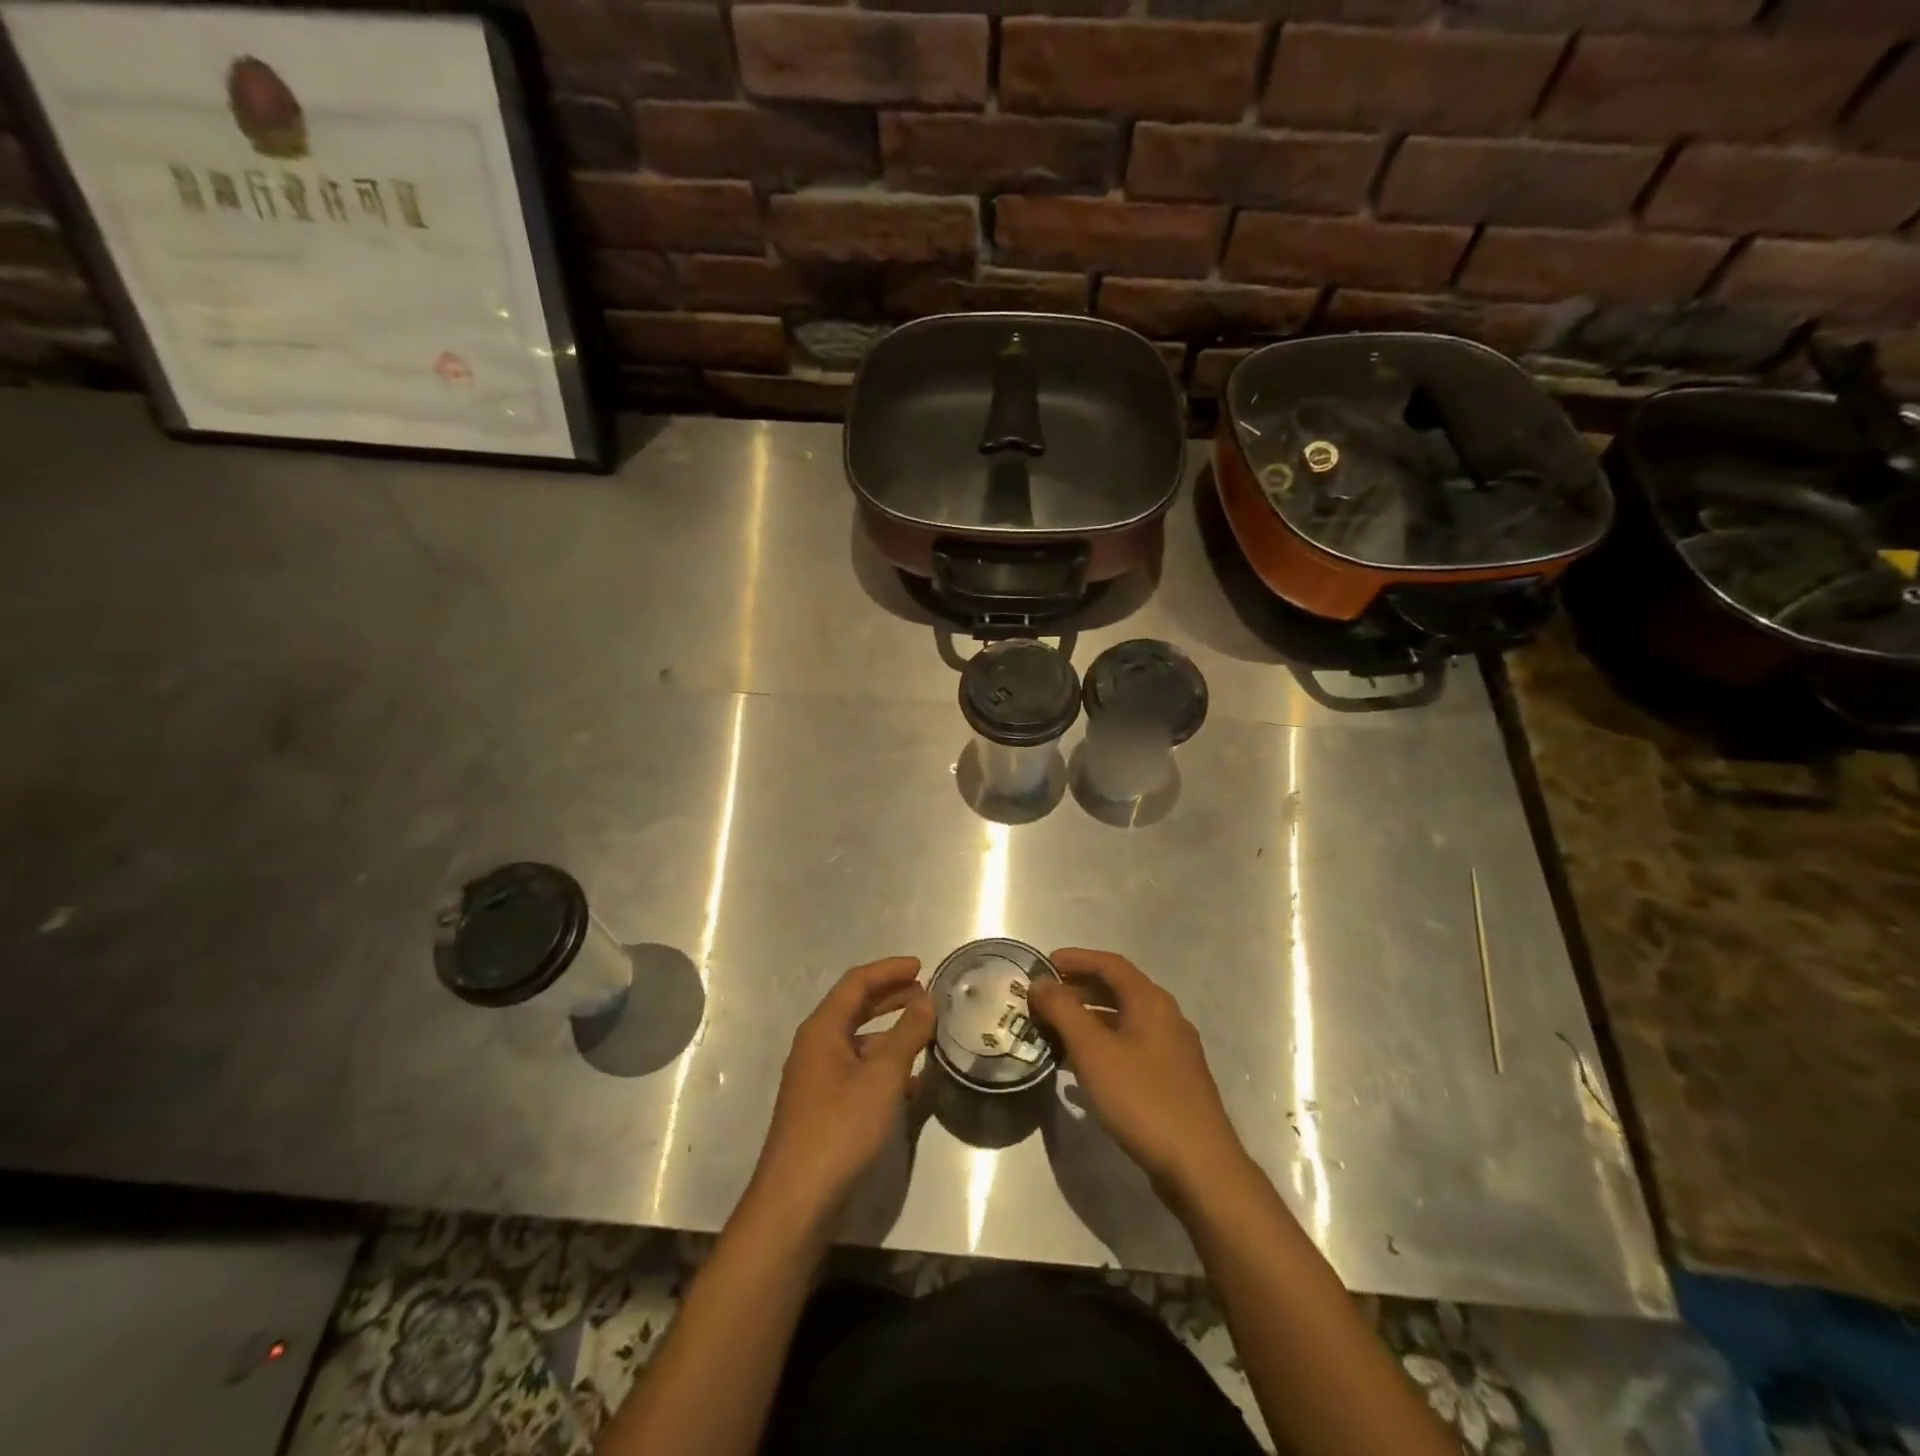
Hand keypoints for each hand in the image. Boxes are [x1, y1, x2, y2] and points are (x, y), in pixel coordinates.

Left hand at [749, 956, 934, 1230]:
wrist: (796, 1200)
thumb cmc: (840, 1127)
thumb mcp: (883, 1076)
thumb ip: (907, 1034)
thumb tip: (925, 1001)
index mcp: (823, 1028)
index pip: (857, 982)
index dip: (889, 970)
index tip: (921, 966)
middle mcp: (815, 1045)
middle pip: (854, 1007)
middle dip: (890, 996)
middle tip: (924, 993)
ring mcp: (816, 1077)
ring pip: (857, 1040)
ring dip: (889, 1032)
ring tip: (923, 1033)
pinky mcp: (821, 1106)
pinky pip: (856, 1069)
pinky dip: (882, 1065)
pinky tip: (909, 1083)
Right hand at [1029, 948, 1250, 1206]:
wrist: (1200, 1167)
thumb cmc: (1143, 1099)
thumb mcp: (1093, 1052)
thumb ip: (1063, 1011)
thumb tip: (1040, 983)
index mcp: (1151, 1002)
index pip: (1110, 964)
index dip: (1076, 959)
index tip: (1043, 964)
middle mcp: (1166, 1017)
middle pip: (1117, 990)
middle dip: (1078, 990)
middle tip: (1044, 998)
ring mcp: (1172, 1050)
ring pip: (1123, 1021)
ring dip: (1087, 1020)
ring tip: (1053, 1032)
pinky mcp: (1172, 1080)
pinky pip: (1130, 1047)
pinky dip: (1102, 1046)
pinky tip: (1080, 1069)